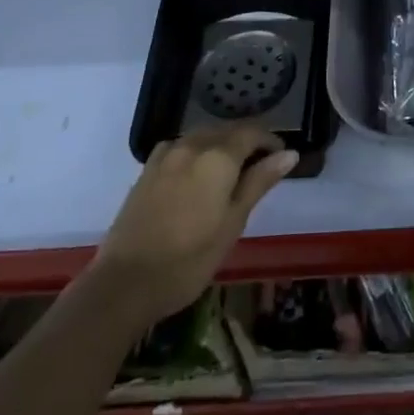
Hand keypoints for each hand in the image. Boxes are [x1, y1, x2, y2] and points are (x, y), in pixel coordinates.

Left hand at [102, 127, 298, 321]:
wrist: (124, 283)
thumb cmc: (188, 260)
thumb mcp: (232, 224)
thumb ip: (259, 182)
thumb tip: (289, 153)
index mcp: (219, 157)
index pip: (252, 132)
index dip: (270, 141)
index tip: (280, 158)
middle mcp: (194, 145)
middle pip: (228, 130)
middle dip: (247, 142)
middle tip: (259, 168)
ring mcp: (167, 154)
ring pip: (204, 135)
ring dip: (222, 144)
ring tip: (230, 170)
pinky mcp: (148, 168)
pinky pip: (181, 146)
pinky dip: (197, 150)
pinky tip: (196, 172)